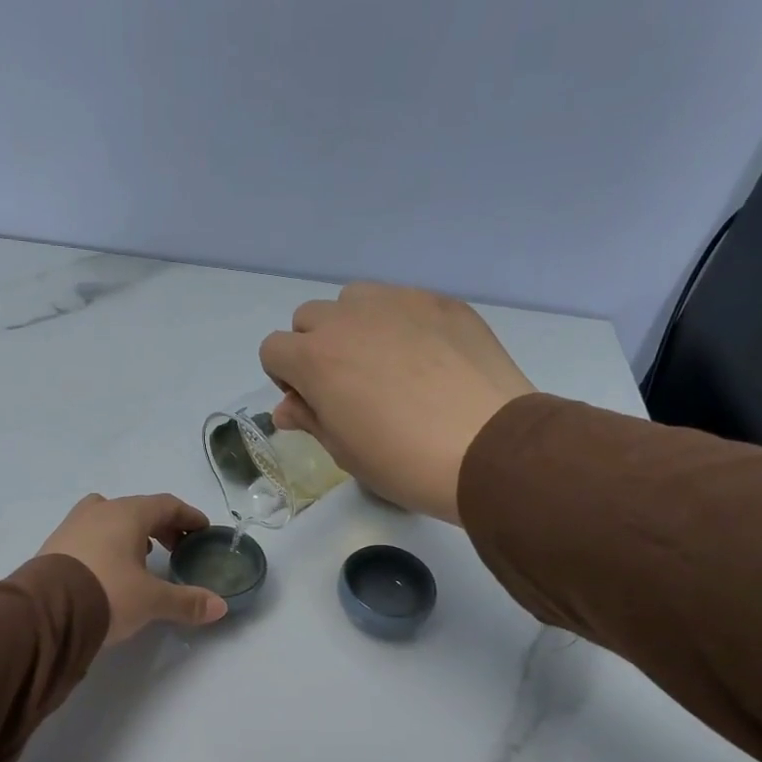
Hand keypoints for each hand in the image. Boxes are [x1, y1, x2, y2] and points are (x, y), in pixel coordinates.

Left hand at [38, 493, 227, 643]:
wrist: (44, 613)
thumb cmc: (107, 593)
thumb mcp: (152, 601)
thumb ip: (186, 602)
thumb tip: (220, 607)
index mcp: (127, 514)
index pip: (166, 505)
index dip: (188, 516)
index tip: (202, 530)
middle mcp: (99, 511)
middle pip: (138, 509)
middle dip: (161, 526)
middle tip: (177, 547)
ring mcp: (72, 526)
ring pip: (109, 519)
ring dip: (131, 534)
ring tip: (143, 557)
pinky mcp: (54, 546)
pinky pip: (89, 536)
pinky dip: (107, 545)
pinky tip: (110, 569)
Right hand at [259, 283, 534, 523]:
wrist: (488, 449)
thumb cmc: (404, 462)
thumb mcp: (345, 452)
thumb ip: (310, 419)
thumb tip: (287, 408)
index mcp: (315, 358)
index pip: (273, 349)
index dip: (285, 378)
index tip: (312, 402)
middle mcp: (348, 319)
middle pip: (309, 318)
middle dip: (315, 347)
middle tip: (348, 385)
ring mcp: (398, 302)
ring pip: (354, 300)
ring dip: (355, 326)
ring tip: (386, 364)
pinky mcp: (440, 302)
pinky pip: (402, 301)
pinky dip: (400, 323)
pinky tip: (428, 359)